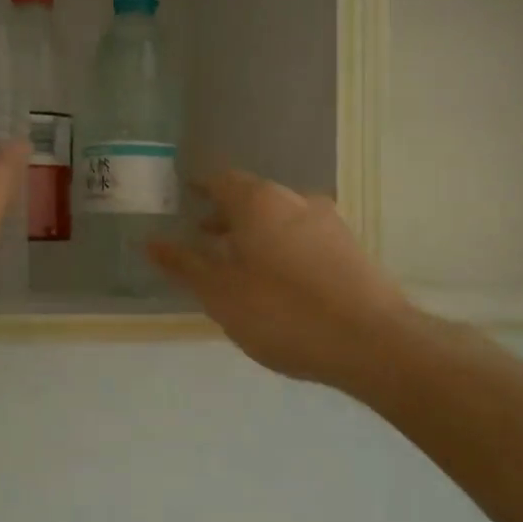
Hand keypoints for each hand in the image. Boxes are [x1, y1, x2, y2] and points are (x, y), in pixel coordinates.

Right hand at [150, 172, 412, 390]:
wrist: (372, 342)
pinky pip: (303, 238)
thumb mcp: (220, 293)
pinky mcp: (350, 249)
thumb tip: (150, 241)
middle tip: (201, 235)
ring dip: (254, 233)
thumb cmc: (282, 312)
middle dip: (225, 215)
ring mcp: (328, 223)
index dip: (198, 186)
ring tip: (236, 264)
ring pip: (279, 218)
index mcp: (259, 202)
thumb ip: (185, 265)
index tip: (182, 196)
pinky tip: (276, 282)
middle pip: (252, 198)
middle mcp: (295, 201)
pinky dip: (280, 248)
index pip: (221, 179)